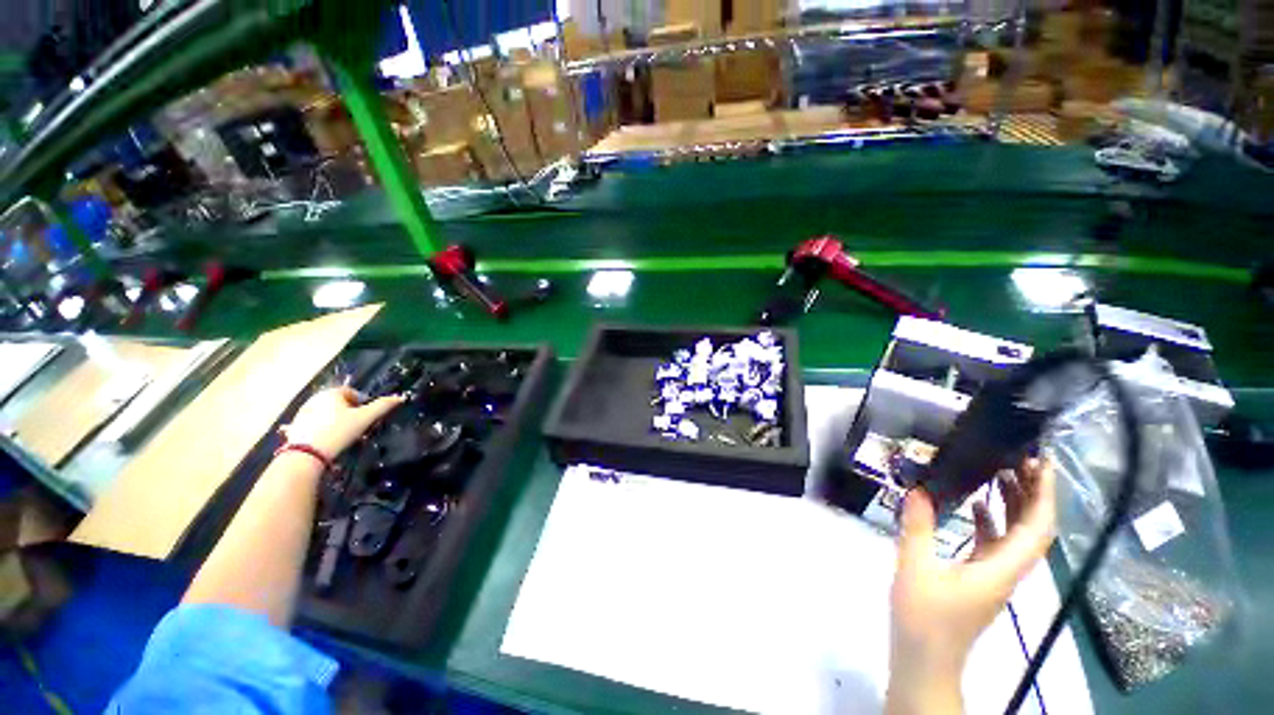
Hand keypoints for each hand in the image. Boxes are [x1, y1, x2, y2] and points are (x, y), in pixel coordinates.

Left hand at [280, 386, 404, 459]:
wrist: (306, 454)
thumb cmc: (339, 431)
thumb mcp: (365, 418)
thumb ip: (383, 406)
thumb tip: (401, 397)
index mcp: (331, 393)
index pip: (351, 391)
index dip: (362, 402)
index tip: (366, 416)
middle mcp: (315, 398)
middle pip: (338, 402)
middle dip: (349, 411)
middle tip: (357, 425)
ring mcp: (303, 412)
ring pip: (327, 412)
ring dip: (337, 420)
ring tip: (344, 434)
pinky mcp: (296, 425)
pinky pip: (315, 423)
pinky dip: (324, 428)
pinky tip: (329, 439)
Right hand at [886, 458, 1056, 713]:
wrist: (925, 660)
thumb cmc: (924, 618)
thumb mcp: (915, 569)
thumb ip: (917, 528)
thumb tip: (918, 489)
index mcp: (1000, 569)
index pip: (1037, 529)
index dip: (1045, 496)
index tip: (1042, 464)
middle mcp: (1007, 570)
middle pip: (1033, 529)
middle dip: (1033, 493)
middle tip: (1019, 458)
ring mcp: (994, 575)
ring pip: (1016, 535)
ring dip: (1014, 504)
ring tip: (999, 472)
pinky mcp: (980, 578)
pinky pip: (996, 543)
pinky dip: (992, 520)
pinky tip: (975, 505)